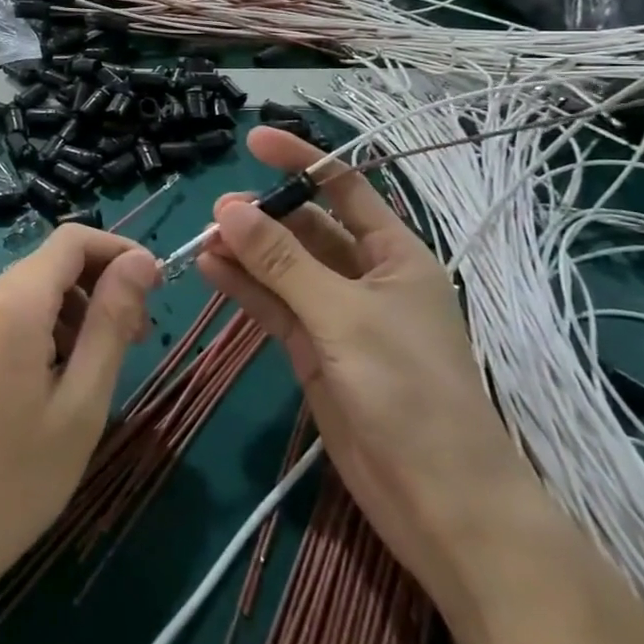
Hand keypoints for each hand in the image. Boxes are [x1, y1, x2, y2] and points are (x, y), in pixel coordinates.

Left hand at [0, 226, 159, 608]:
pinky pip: (13, 319)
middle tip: (137, 341)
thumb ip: (111, 323)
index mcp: (12, 301)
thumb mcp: (80, 404)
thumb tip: (142, 261)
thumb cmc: (12, 480)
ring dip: (79, 313)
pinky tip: (61, 383)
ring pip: (35, 293)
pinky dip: (49, 332)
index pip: (73, 240)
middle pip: (54, 264)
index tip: (157, 289)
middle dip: (102, 287)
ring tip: (103, 370)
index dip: (120, 251)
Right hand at [197, 128, 533, 591]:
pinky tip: (212, 271)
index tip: (253, 141)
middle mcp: (366, 278)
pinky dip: (246, 288)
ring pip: (285, 268)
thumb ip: (282, 261)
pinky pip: (275, 306)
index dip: (301, 162)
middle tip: (216, 213)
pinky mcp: (315, 351)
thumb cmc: (408, 391)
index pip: (344, 189)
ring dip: (248, 252)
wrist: (440, 502)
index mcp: (395, 255)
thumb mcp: (343, 316)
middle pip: (308, 229)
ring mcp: (338, 316)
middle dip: (265, 215)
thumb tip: (228, 208)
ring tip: (204, 240)